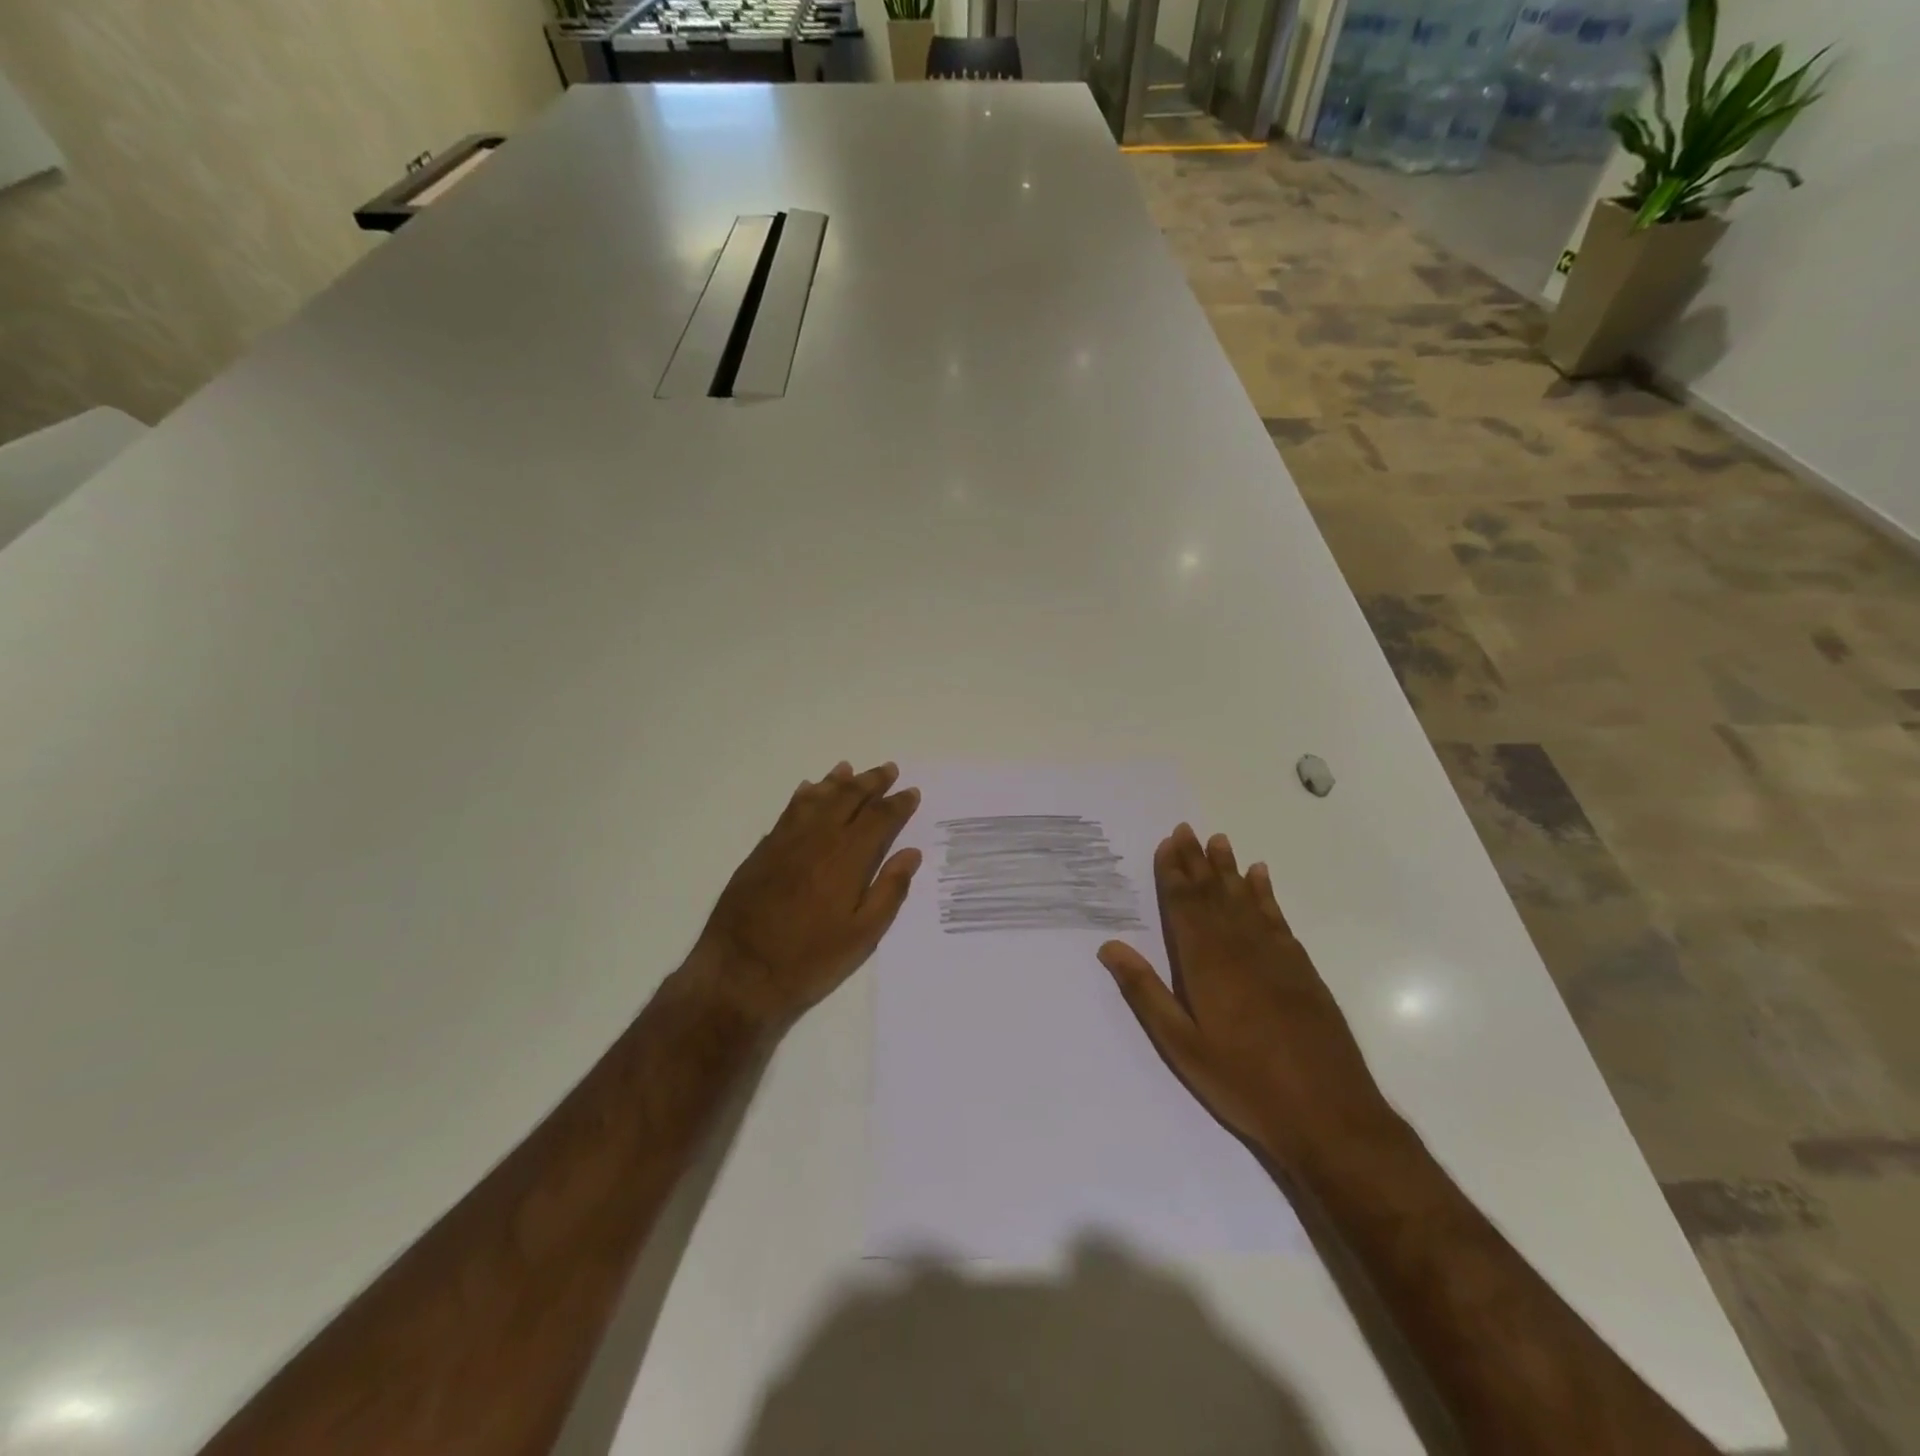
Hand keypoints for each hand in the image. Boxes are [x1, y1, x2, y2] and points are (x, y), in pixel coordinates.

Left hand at [691, 760, 921, 1031]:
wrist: (739, 973)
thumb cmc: (809, 960)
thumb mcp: (862, 936)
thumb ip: (889, 890)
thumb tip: (910, 853)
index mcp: (848, 858)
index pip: (879, 819)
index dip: (898, 804)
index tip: (911, 792)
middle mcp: (818, 839)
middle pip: (848, 798)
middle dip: (871, 782)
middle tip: (888, 769)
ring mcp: (786, 842)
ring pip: (816, 799)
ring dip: (836, 781)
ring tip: (849, 768)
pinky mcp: (763, 851)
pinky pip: (788, 811)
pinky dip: (803, 796)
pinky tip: (808, 790)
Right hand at [1098, 824, 1390, 1167]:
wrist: (1330, 1114)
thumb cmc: (1244, 1082)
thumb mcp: (1182, 1045)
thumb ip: (1146, 992)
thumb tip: (1110, 947)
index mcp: (1206, 963)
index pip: (1185, 906)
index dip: (1174, 873)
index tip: (1167, 843)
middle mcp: (1240, 947)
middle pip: (1213, 894)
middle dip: (1197, 861)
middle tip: (1186, 829)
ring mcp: (1275, 955)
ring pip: (1245, 899)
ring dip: (1229, 869)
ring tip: (1218, 840)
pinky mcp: (1301, 969)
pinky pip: (1277, 917)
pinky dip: (1265, 894)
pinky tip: (1260, 877)